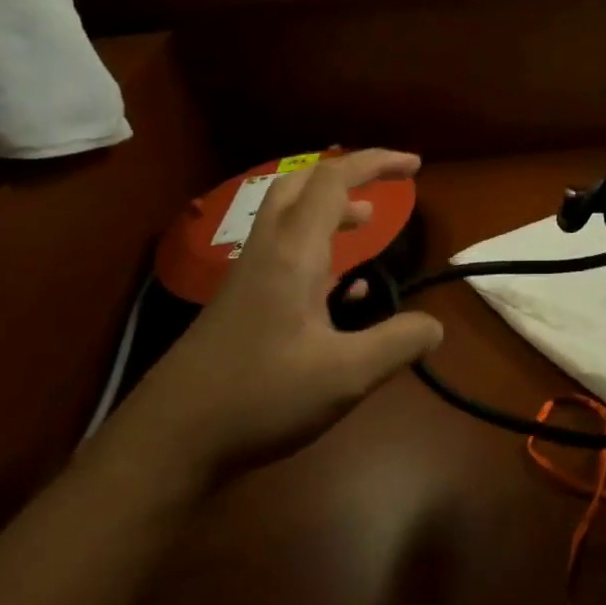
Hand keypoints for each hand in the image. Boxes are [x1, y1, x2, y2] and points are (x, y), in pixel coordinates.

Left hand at [104, 150, 443, 495]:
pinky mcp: (242, 305)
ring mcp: (249, 278)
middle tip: (386, 186)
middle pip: (301, 185)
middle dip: (347, 175)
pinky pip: (285, 256)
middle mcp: (268, 253)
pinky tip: (346, 292)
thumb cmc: (260, 397)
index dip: (376, 163)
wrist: (169, 441)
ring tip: (370, 225)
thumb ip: (398, 343)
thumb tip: (436, 327)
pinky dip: (321, 252)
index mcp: (292, 254)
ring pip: (290, 220)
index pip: (333, 181)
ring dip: (332, 211)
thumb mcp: (346, 376)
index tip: (415, 166)